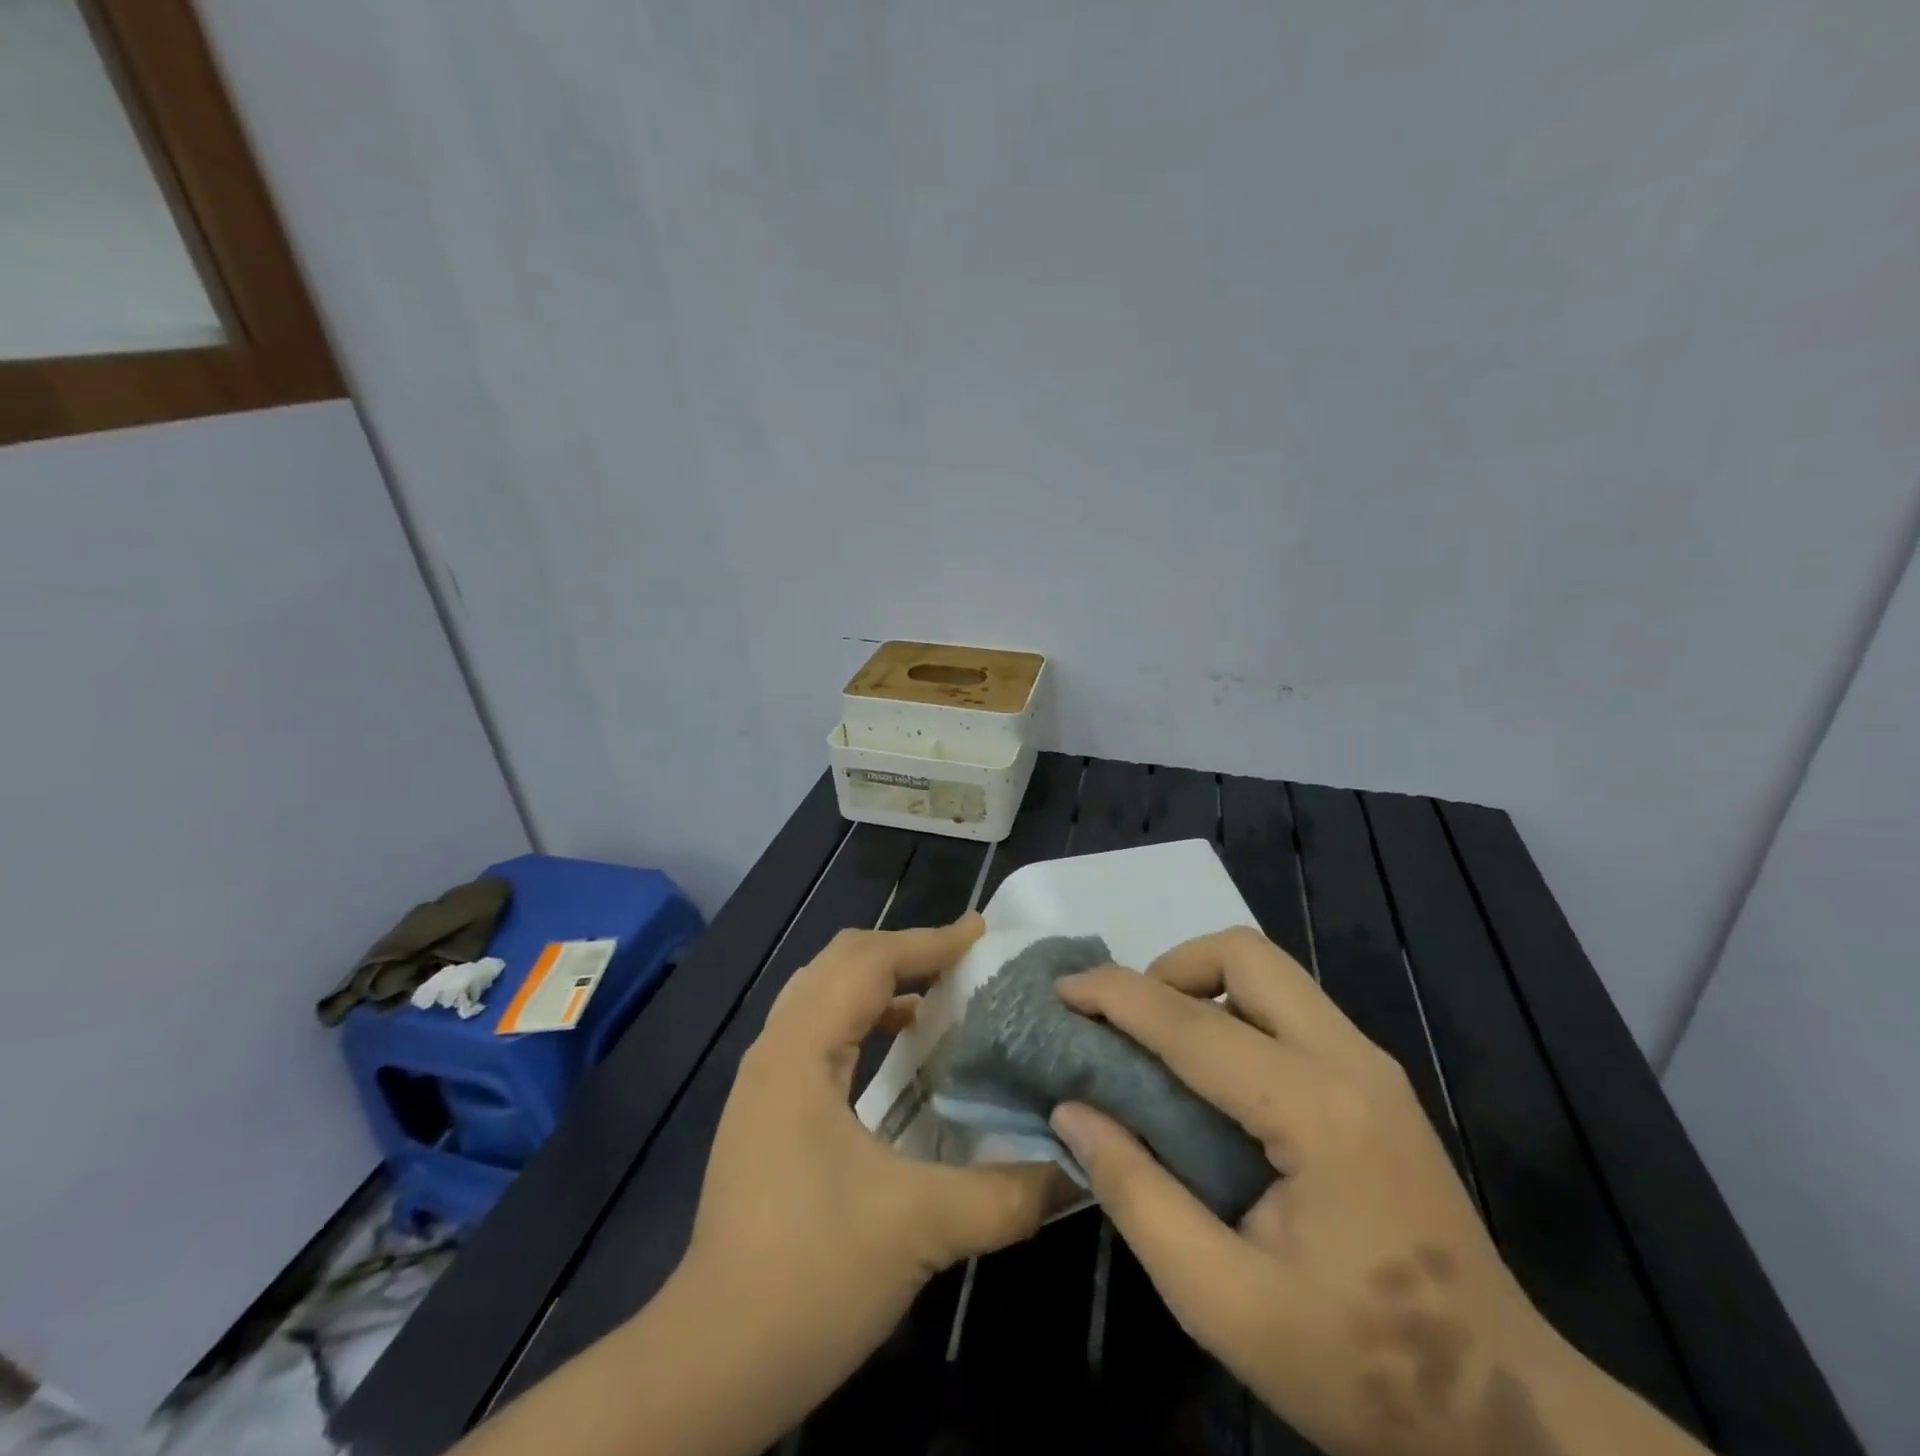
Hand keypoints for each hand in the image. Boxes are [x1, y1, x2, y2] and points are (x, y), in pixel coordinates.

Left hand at [678, 914, 1063, 1429]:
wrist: (714, 1361)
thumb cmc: (812, 1275)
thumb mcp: (921, 1228)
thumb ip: (1007, 1193)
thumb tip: (1075, 1169)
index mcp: (800, 1052)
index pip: (868, 963)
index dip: (928, 941)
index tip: (981, 933)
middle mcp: (775, 1049)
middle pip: (839, 962)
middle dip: (903, 949)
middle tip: (963, 958)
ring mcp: (764, 1080)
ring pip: (823, 993)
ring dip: (880, 980)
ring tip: (940, 990)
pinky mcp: (766, 1109)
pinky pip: (818, 1029)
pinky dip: (863, 1016)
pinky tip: (900, 1044)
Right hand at [1049, 928, 1558, 1455]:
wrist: (1508, 1417)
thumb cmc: (1359, 1368)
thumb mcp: (1222, 1301)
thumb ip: (1137, 1195)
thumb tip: (1072, 1111)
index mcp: (1316, 1112)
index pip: (1192, 1024)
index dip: (1115, 996)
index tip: (1061, 990)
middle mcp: (1351, 1062)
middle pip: (1246, 954)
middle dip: (1170, 968)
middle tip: (1126, 1024)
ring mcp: (1372, 1066)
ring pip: (1271, 971)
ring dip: (1202, 984)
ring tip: (1158, 1045)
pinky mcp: (1377, 1082)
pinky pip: (1290, 1007)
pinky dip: (1234, 1010)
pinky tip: (1212, 1074)